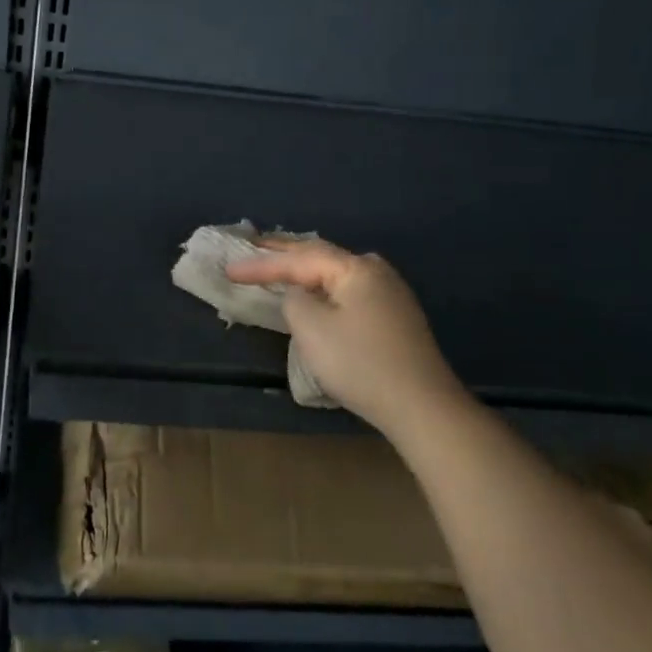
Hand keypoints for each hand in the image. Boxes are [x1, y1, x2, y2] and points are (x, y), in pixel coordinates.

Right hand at [226, 238, 463, 433]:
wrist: (422, 406)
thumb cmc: (360, 363)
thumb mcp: (311, 328)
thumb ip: (294, 301)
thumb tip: (301, 296)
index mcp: (355, 268)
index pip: (298, 259)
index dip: (261, 264)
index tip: (229, 269)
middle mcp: (376, 271)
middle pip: (321, 255)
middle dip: (284, 253)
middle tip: (251, 245)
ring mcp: (390, 293)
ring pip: (336, 272)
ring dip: (305, 267)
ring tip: (278, 262)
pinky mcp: (395, 317)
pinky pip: (348, 290)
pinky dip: (323, 286)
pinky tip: (314, 291)